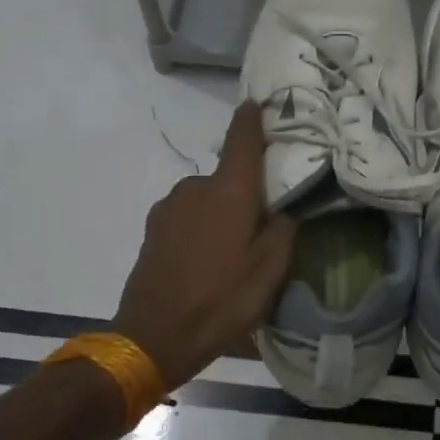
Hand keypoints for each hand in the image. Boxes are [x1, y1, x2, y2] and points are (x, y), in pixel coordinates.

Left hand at [113, 102, 296, 392]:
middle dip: (245, 193)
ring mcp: (169, 207)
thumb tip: (286, 211)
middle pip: (228, 178)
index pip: (242, 140)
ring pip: (207, 199)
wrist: (154, 336)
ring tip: (233, 252)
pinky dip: (202, 228)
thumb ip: (284, 232)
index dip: (251, 119)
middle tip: (263, 225)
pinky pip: (188, 216)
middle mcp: (195, 188)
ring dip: (222, 214)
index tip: (258, 103)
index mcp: (228, 192)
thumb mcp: (269, 273)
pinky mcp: (153, 228)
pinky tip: (207, 261)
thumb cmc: (221, 301)